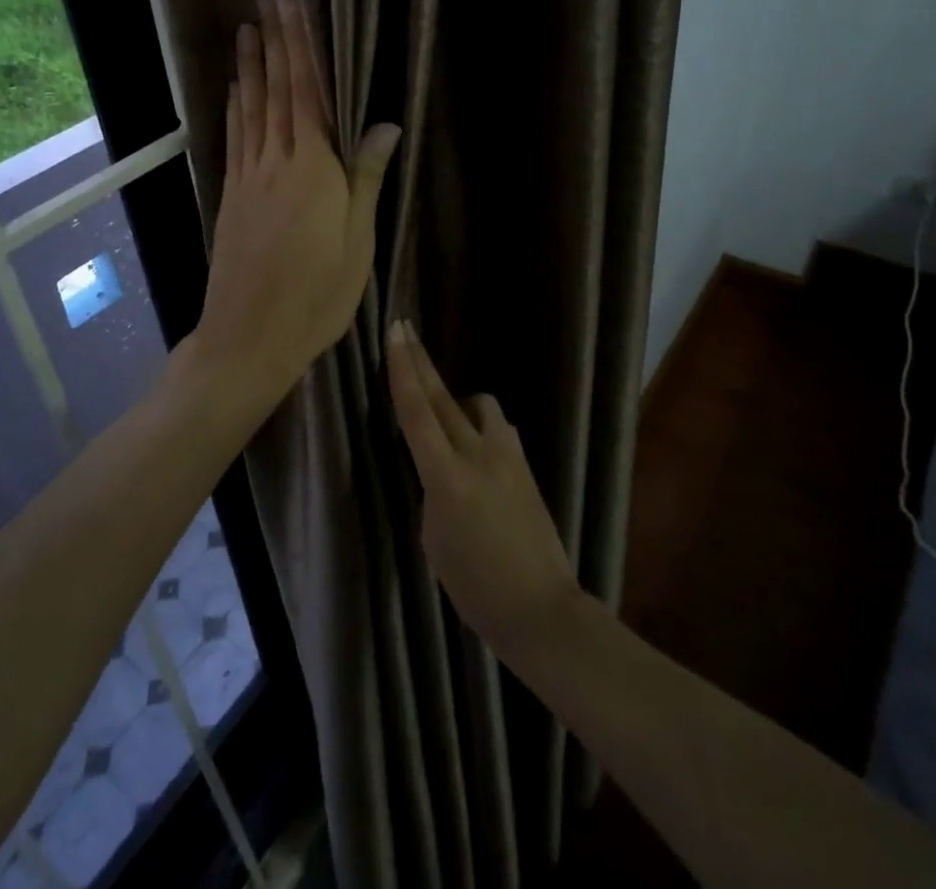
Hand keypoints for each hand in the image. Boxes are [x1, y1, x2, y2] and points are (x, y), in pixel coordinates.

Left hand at [192, 0, 399, 412]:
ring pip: (250, 110)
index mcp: (313, 169)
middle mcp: (276, 163)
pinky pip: (235, 139)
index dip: (298, 47)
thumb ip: (366, 177)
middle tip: (263, 0)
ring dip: (250, 67)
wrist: (250, 336)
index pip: (306, 94)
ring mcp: (248, 179)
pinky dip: (235, 108)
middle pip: (274, 92)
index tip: (289, 6)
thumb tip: (386, 123)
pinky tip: (234, 91)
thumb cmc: (317, 294)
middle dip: (272, 42)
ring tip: (246, 31)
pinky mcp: (232, 197)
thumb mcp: (357, 241)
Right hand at [386, 322, 582, 657]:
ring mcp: (507, 456)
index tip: (396, 334)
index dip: (403, 370)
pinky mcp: (525, 465)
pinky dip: (481, 426)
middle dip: (421, 361)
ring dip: (457, 401)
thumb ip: (434, 491)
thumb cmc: (475, 586)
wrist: (539, 607)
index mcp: (446, 478)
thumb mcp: (434, 540)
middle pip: (442, 397)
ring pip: (478, 405)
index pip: (417, 413)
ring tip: (447, 418)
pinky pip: (498, 428)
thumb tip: (441, 468)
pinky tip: (478, 448)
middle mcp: (477, 455)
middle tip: (405, 328)